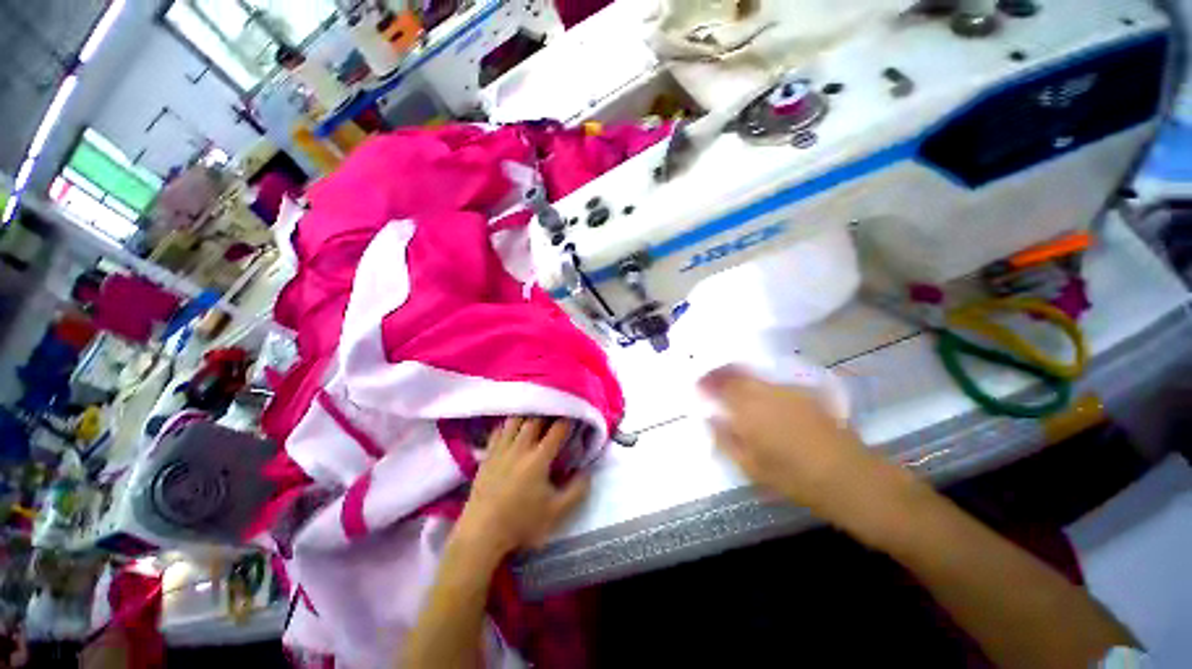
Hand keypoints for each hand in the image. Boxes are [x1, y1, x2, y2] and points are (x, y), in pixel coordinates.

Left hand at [455, 417, 589, 557]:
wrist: (481, 534)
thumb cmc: (522, 523)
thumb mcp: (557, 512)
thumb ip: (577, 490)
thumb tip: (587, 471)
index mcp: (539, 458)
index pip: (557, 430)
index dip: (568, 420)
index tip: (575, 416)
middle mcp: (520, 447)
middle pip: (535, 419)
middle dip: (548, 413)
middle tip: (557, 413)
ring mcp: (501, 450)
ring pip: (515, 420)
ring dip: (527, 415)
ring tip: (535, 415)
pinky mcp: (487, 456)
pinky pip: (498, 431)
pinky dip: (508, 424)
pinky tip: (512, 427)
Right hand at [700, 367, 908, 523]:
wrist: (850, 478)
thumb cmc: (794, 477)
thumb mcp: (751, 466)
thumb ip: (725, 438)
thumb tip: (709, 418)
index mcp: (748, 409)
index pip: (720, 386)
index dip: (706, 383)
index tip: (697, 385)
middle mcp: (766, 392)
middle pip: (736, 375)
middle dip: (720, 375)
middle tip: (711, 380)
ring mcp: (787, 391)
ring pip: (755, 376)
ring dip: (738, 377)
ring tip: (731, 386)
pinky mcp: (805, 394)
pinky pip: (772, 383)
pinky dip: (759, 384)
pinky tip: (759, 395)